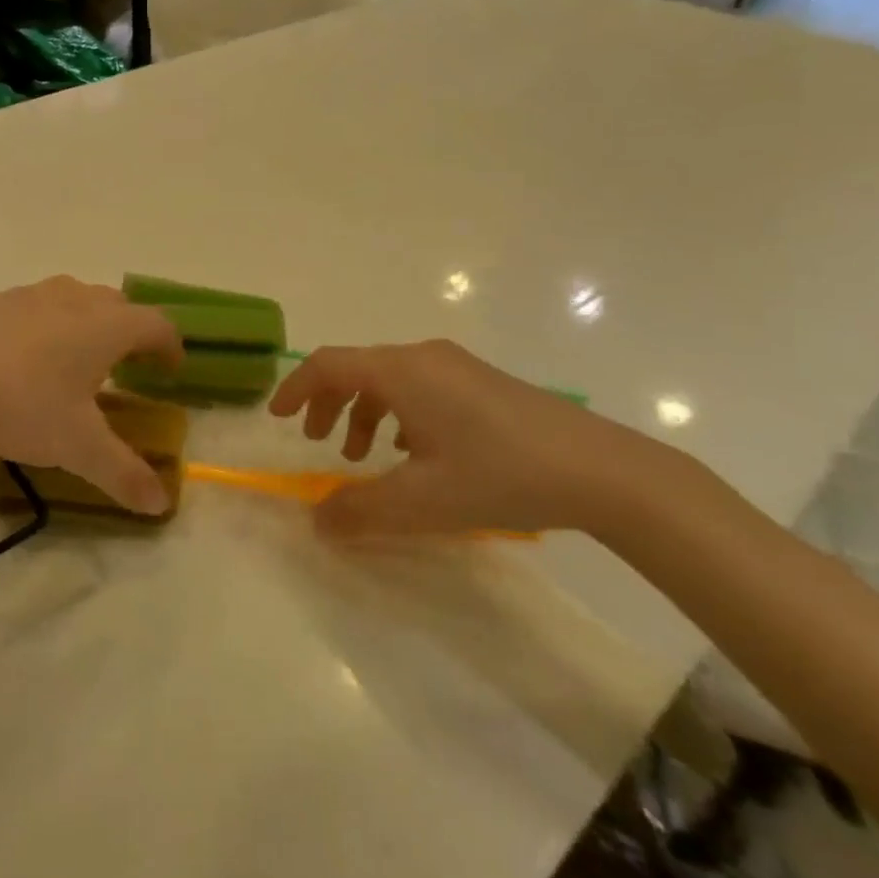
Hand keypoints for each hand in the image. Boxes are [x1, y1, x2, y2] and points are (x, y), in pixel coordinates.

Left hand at [0, 277, 183, 514]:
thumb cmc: (19, 402)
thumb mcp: (75, 445)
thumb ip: (122, 473)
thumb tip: (162, 504)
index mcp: (107, 326)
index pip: (157, 325)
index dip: (171, 347)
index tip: (171, 370)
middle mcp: (76, 299)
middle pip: (120, 306)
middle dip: (132, 334)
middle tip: (128, 368)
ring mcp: (32, 295)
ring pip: (77, 301)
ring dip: (90, 326)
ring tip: (78, 363)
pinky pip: (38, 308)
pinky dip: (49, 328)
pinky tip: (26, 361)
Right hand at [268, 340, 691, 537]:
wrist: (600, 470)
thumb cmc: (500, 475)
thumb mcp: (422, 501)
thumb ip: (360, 510)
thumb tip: (316, 520)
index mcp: (401, 372)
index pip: (328, 364)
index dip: (296, 388)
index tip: (278, 419)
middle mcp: (424, 357)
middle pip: (357, 368)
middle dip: (329, 404)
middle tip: (319, 442)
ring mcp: (457, 366)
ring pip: (390, 379)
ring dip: (364, 412)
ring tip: (366, 458)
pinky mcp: (482, 381)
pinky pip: (420, 386)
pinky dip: (398, 413)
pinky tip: (415, 453)